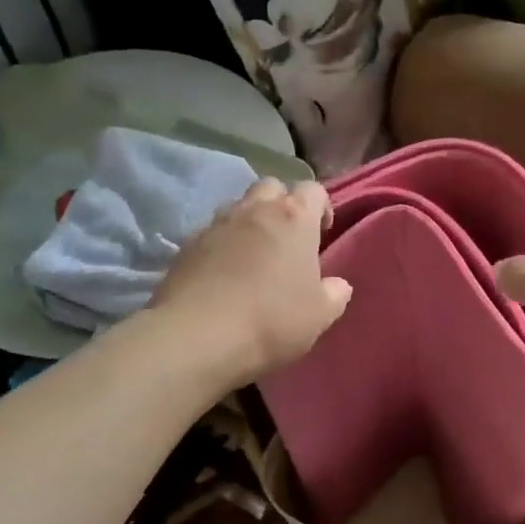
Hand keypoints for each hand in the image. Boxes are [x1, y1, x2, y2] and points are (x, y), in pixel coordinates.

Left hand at [151, 177, 351, 385]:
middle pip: (271, 187)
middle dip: (281, 205)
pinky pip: (211, 233)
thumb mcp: (319, 316)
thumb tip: (337, 285)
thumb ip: (334, 294)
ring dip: (250, 222)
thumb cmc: (272, 320)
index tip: (321, 234)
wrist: (199, 336)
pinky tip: (223, 273)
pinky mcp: (187, 244)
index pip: (313, 190)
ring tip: (253, 255)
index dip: (321, 207)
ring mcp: (216, 224)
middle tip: (287, 239)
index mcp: (294, 219)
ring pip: (238, 206)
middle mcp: (254, 210)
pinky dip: (222, 244)